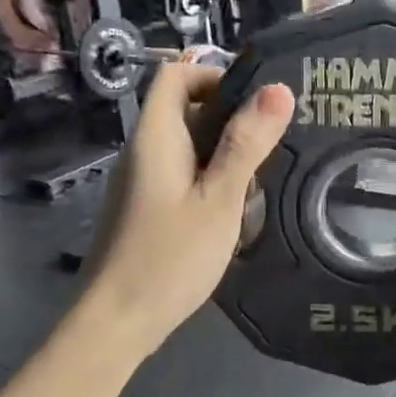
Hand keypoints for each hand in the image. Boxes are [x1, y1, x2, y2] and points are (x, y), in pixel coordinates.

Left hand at [82, 64, 293, 355]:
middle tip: (272, 144)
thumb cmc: (169, 257)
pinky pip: (183, 174)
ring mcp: (142, 181)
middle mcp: (143, 150)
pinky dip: (211, 179)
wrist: (117, 322)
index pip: (176, 75)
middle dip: (230, 118)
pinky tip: (234, 210)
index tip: (257, 102)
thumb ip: (247, 144)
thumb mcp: (218, 199)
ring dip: (225, 153)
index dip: (215, 75)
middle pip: (184, 108)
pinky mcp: (147, 207)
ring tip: (259, 180)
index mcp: (155, 137)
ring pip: (188, 145)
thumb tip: (278, 89)